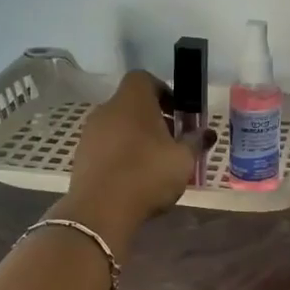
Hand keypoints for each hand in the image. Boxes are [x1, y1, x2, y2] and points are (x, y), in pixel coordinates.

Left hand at [65, 71, 212, 239]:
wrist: (100, 211)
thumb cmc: (147, 174)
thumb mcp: (183, 159)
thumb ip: (196, 142)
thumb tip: (208, 133)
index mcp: (132, 101)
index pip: (144, 78)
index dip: (163, 90)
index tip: (177, 112)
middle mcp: (107, 109)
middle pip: (131, 104)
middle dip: (153, 118)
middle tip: (172, 140)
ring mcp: (90, 133)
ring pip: (118, 126)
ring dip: (136, 137)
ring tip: (154, 163)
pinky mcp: (81, 156)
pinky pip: (106, 146)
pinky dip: (120, 154)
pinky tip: (134, 178)